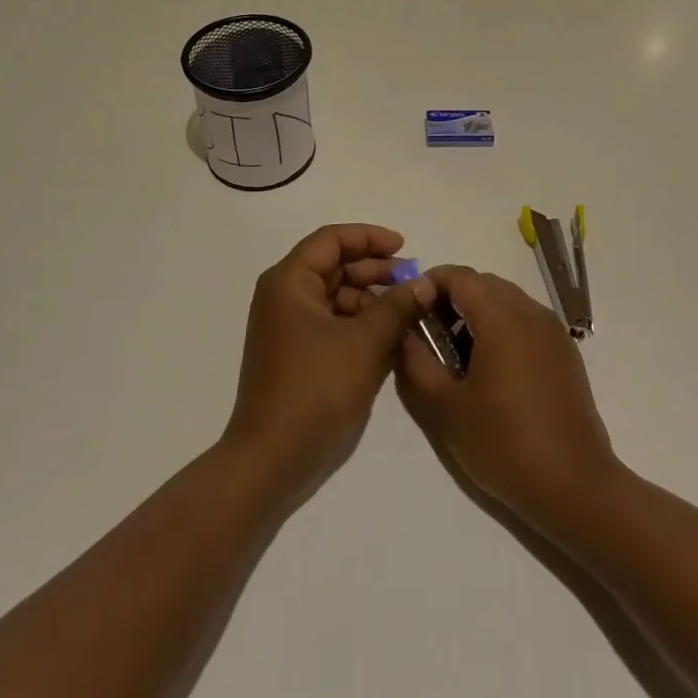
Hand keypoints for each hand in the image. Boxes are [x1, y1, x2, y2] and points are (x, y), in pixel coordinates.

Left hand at [223, 224, 434, 503]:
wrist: (272, 459)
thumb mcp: (364, 342)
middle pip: (335, 266)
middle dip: (375, 271)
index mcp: (290, 281)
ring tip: (409, 314)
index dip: (369, 237)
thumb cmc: (315, 388)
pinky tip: (392, 339)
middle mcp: (285, 297)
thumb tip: (425, 282)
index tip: (405, 247)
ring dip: (372, 301)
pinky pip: (334, 325)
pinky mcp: (298, 356)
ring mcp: (289, 328)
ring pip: (337, 298)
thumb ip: (397, 306)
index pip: (332, 240)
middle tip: (413, 283)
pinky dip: (361, 326)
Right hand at [396, 265, 618, 530]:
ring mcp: (552, 331)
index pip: (459, 275)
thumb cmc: (503, 445)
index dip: (430, 283)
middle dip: (453, 298)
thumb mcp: (445, 407)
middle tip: (430, 333)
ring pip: (506, 299)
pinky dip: (502, 326)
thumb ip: (416, 360)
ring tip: (458, 355)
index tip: (410, 308)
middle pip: (484, 283)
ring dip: (478, 312)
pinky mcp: (565, 352)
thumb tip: (403, 330)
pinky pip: (526, 320)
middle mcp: (530, 312)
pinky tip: (492, 369)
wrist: (575, 487)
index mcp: (501, 318)